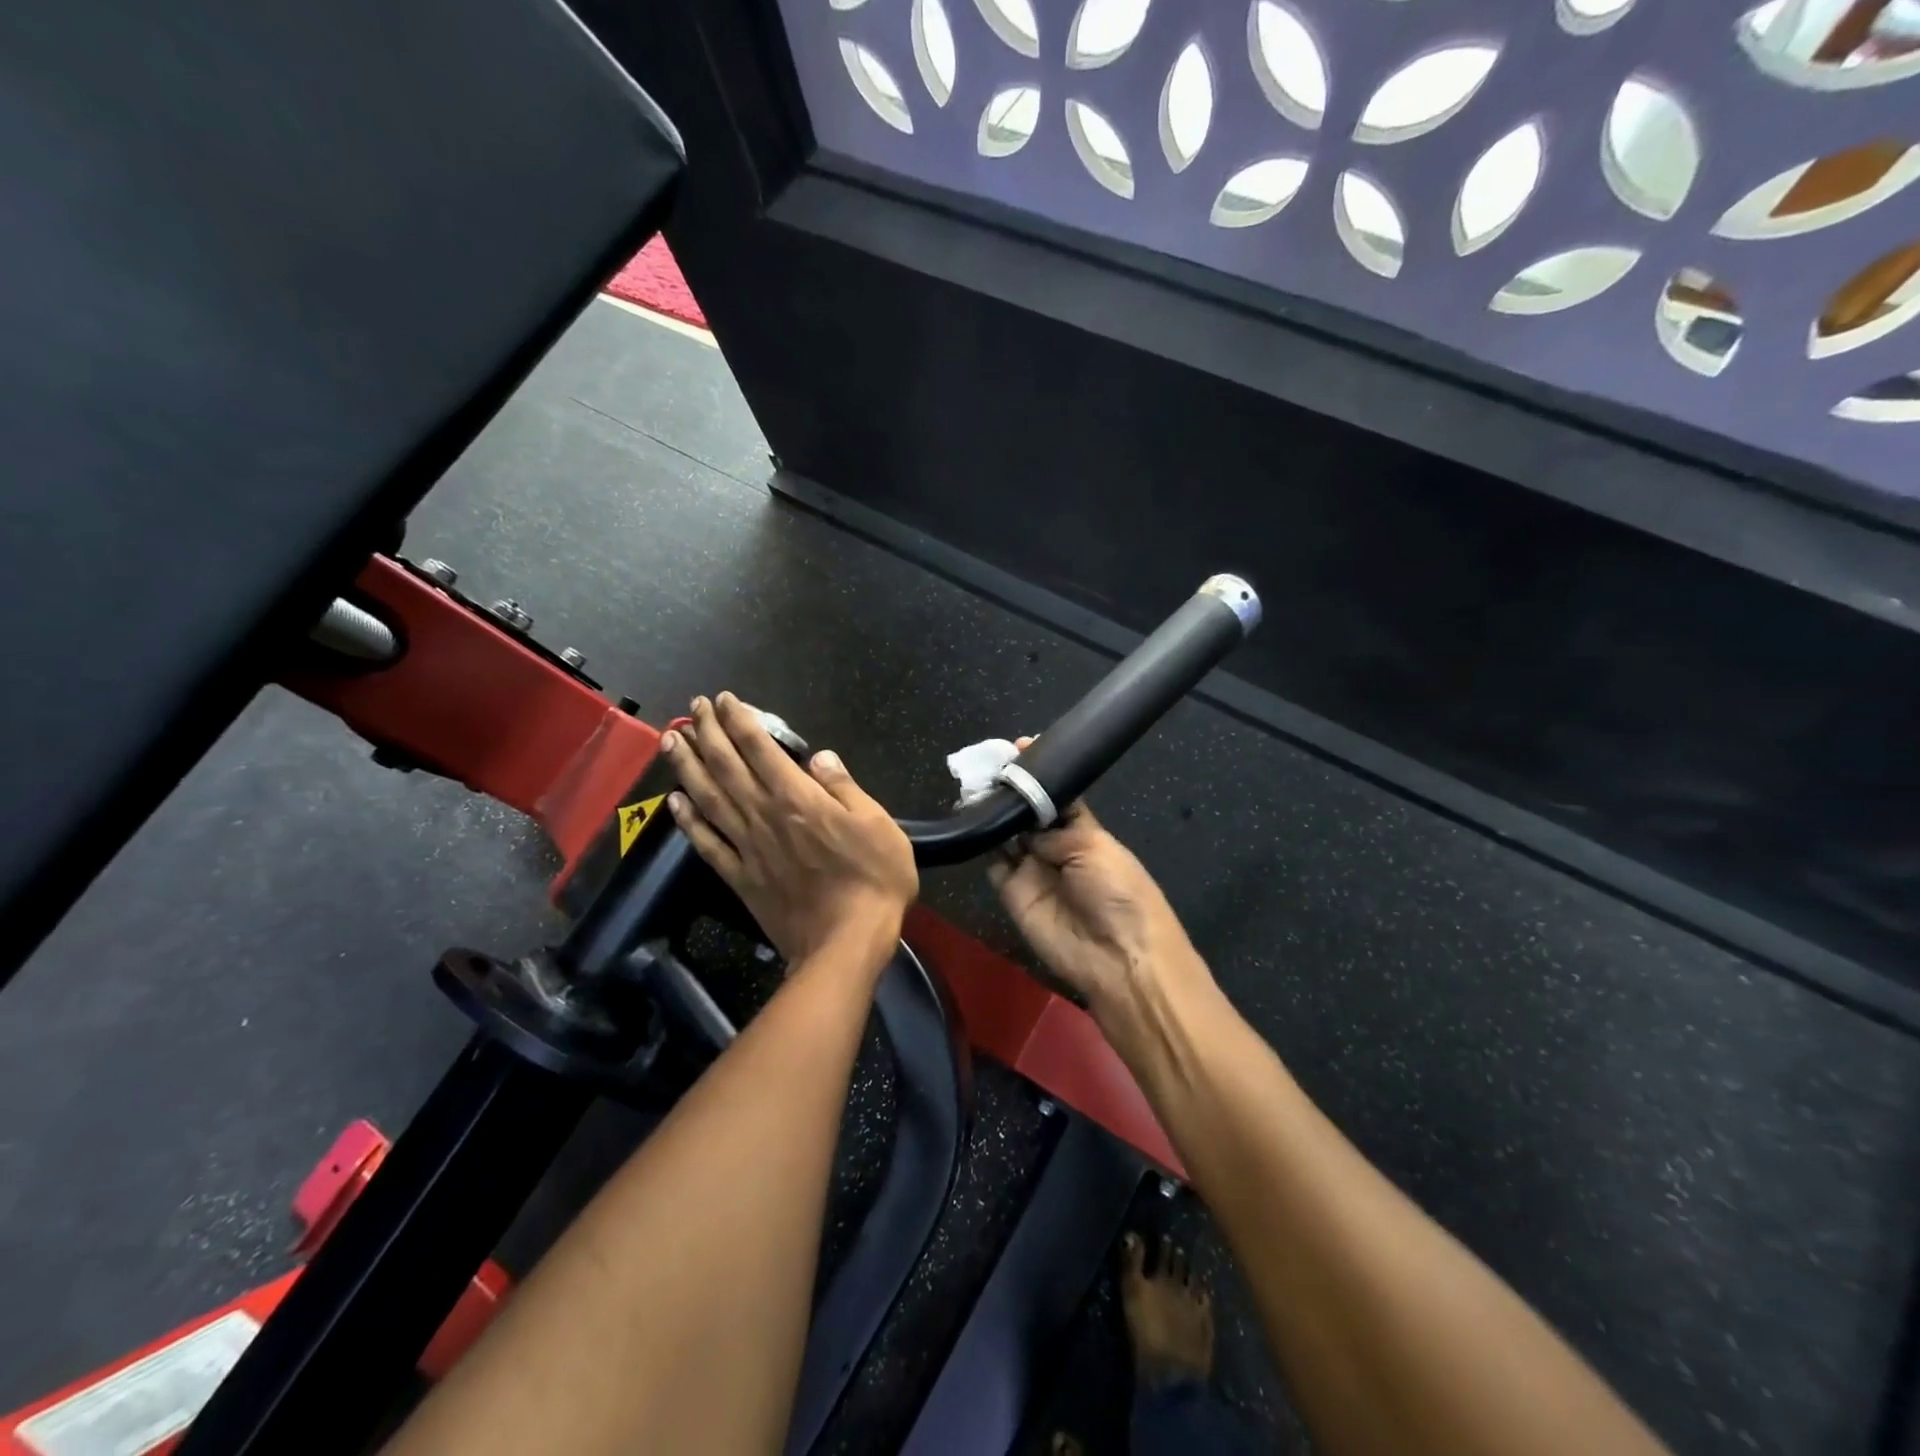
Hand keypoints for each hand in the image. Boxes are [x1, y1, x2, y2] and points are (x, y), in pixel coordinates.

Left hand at [661, 693, 917, 967]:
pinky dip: (688, 821)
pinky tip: (674, 802)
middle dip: (708, 732)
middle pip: (727, 766)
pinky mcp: (740, 878)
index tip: (724, 699)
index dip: (740, 721)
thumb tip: (819, 757)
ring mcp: (748, 847)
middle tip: (693, 708)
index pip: (761, 749)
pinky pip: (707, 844)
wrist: (846, 943)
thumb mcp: (876, 824)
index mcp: (798, 799)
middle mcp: (764, 816)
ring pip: (709, 798)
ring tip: (670, 741)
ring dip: (687, 766)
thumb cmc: (873, 880)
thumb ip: (844, 788)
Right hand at [986, 743, 1205, 1023]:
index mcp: (1084, 831)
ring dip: (992, 813)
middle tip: (986, 766)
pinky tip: (971, 821)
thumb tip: (1025, 825)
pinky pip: (993, 863)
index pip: (1057, 796)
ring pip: (1006, 834)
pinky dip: (982, 844)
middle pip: (1027, 813)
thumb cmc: (1119, 893)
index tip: (1018, 747)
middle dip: (1010, 791)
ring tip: (973, 787)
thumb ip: (1054, 829)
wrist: (1117, 957)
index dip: (1039, 774)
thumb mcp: (1094, 847)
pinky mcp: (1012, 893)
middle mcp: (1056, 847)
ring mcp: (1032, 870)